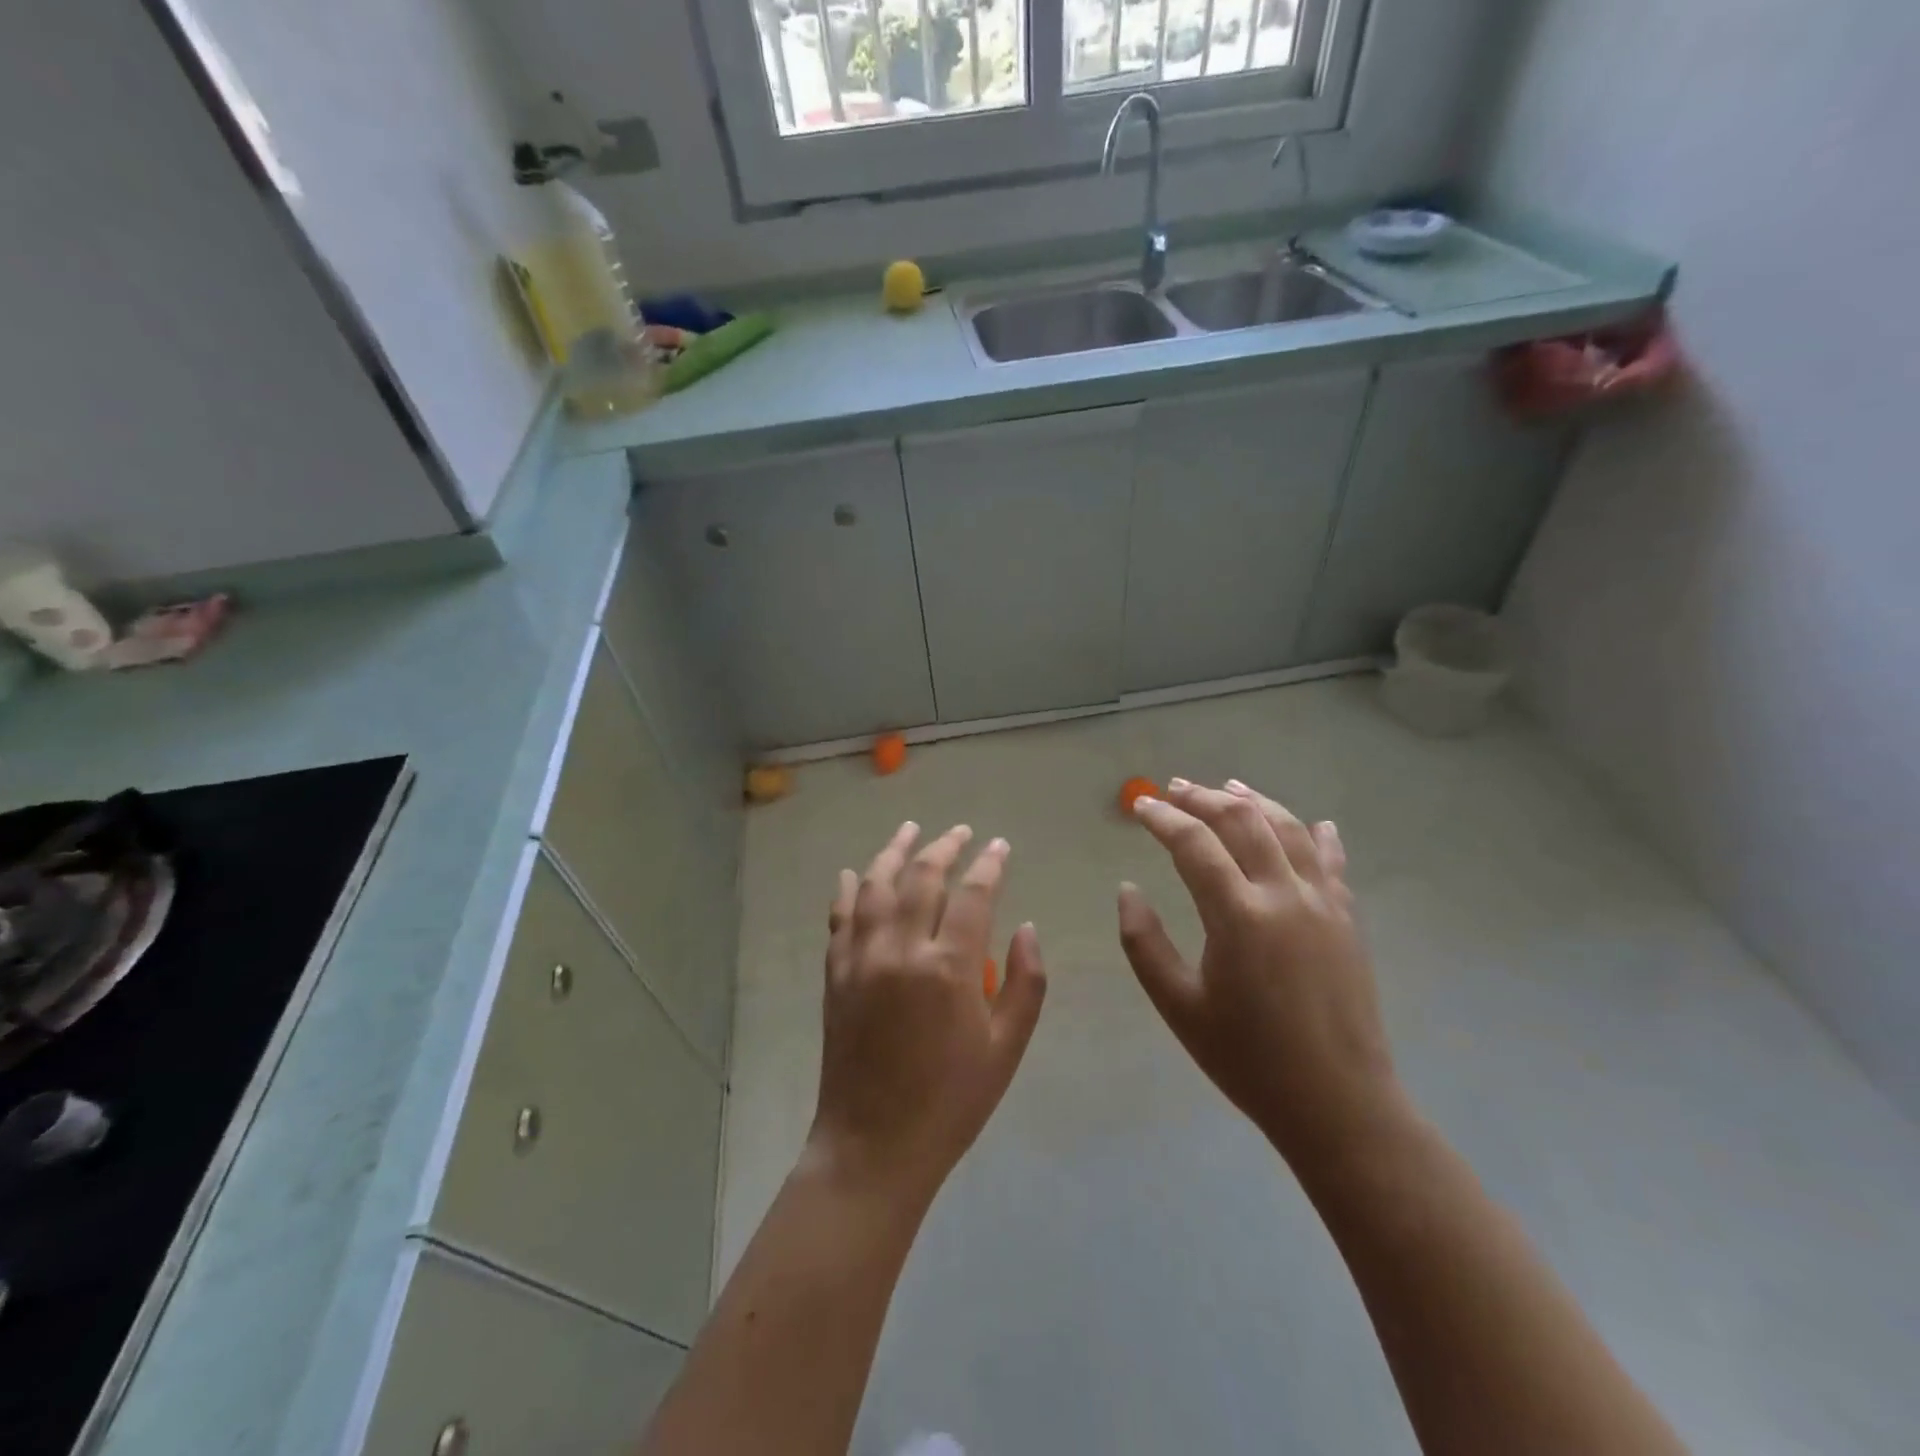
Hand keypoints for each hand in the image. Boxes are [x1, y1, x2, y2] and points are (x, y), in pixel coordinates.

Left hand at [809, 822, 1046, 1209]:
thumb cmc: (951, 1100)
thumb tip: (1027, 927)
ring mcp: (861, 958)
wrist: (874, 1146)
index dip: (990, 864)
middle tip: (961, 832)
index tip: (1000, 846)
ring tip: (910, 830)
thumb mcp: (1006, 1048)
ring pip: (875, 885)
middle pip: (922, 877)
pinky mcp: (835, 973)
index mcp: (948, 967)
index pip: (973, 894)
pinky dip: (847, 889)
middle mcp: (900, 949)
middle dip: (945, 847)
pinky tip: (853, 872)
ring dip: (894, 851)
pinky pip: (839, 917)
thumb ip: (1025, 983)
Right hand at [1117, 779, 1401, 1172]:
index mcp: (1239, 916)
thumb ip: (1144, 942)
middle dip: (1203, 799)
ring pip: (1288, 829)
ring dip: (1255, 801)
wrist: (1338, 1103)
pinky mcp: (1348, 920)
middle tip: (1174, 789)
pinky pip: (1331, 862)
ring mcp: (1323, 904)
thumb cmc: (1247, 1058)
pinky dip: (1315, 835)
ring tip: (1228, 786)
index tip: (1139, 806)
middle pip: (1243, 822)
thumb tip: (1127, 889)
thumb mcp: (1179, 1005)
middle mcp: (1284, 895)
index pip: (1194, 844)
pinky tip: (1311, 822)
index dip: (1163, 818)